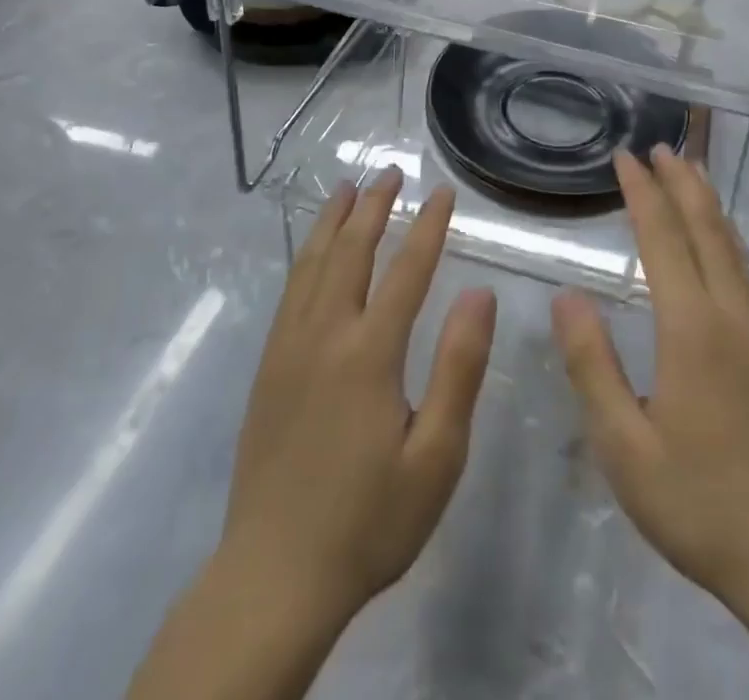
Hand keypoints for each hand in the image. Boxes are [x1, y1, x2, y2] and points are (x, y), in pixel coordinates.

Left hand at [221, 170, 496, 624]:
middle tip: (390, 171)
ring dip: (334, 221)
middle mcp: (325, 335)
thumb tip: (479, 292)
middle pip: (351, 252)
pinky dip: (307, 256)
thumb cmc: (369, 520)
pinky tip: (313, 252)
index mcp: (369, 352)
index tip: (444, 192)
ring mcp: (289, 349)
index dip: (429, 226)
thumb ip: (459, 368)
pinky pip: (290, 292)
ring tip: (348, 188)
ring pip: (313, 264)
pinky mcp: (268, 368)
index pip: (406, 270)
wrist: (274, 577)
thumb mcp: (436, 455)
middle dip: (375, 206)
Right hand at [550, 147, 748, 615]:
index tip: (625, 157)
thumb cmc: (697, 501)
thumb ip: (593, 366)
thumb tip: (567, 296)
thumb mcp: (624, 446)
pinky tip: (721, 240)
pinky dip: (726, 236)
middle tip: (659, 146)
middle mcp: (728, 314)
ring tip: (691, 171)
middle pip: (705, 229)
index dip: (643, 194)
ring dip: (707, 203)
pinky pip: (744, 270)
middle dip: (681, 182)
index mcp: (691, 328)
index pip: (663, 240)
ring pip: (731, 246)